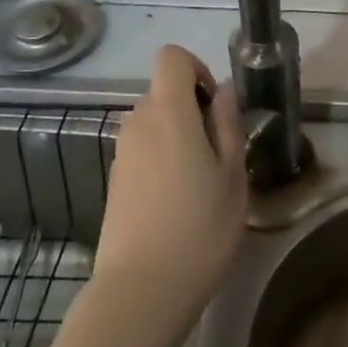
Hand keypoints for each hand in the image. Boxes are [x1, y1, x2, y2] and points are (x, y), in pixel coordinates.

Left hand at [94, 46, 248, 328]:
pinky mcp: (115, 179)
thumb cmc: (200, 228)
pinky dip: (162, 158)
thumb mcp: (233, 175)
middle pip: (163, 91)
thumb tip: (223, 90)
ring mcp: (121, 152)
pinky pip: (143, 149)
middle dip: (192, 108)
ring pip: (154, 122)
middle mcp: (137, 123)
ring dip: (178, 135)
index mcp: (168, 113)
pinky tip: (178, 200)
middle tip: (220, 153)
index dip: (197, 69)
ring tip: (202, 181)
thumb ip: (227, 124)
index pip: (171, 57)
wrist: (142, 288)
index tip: (216, 106)